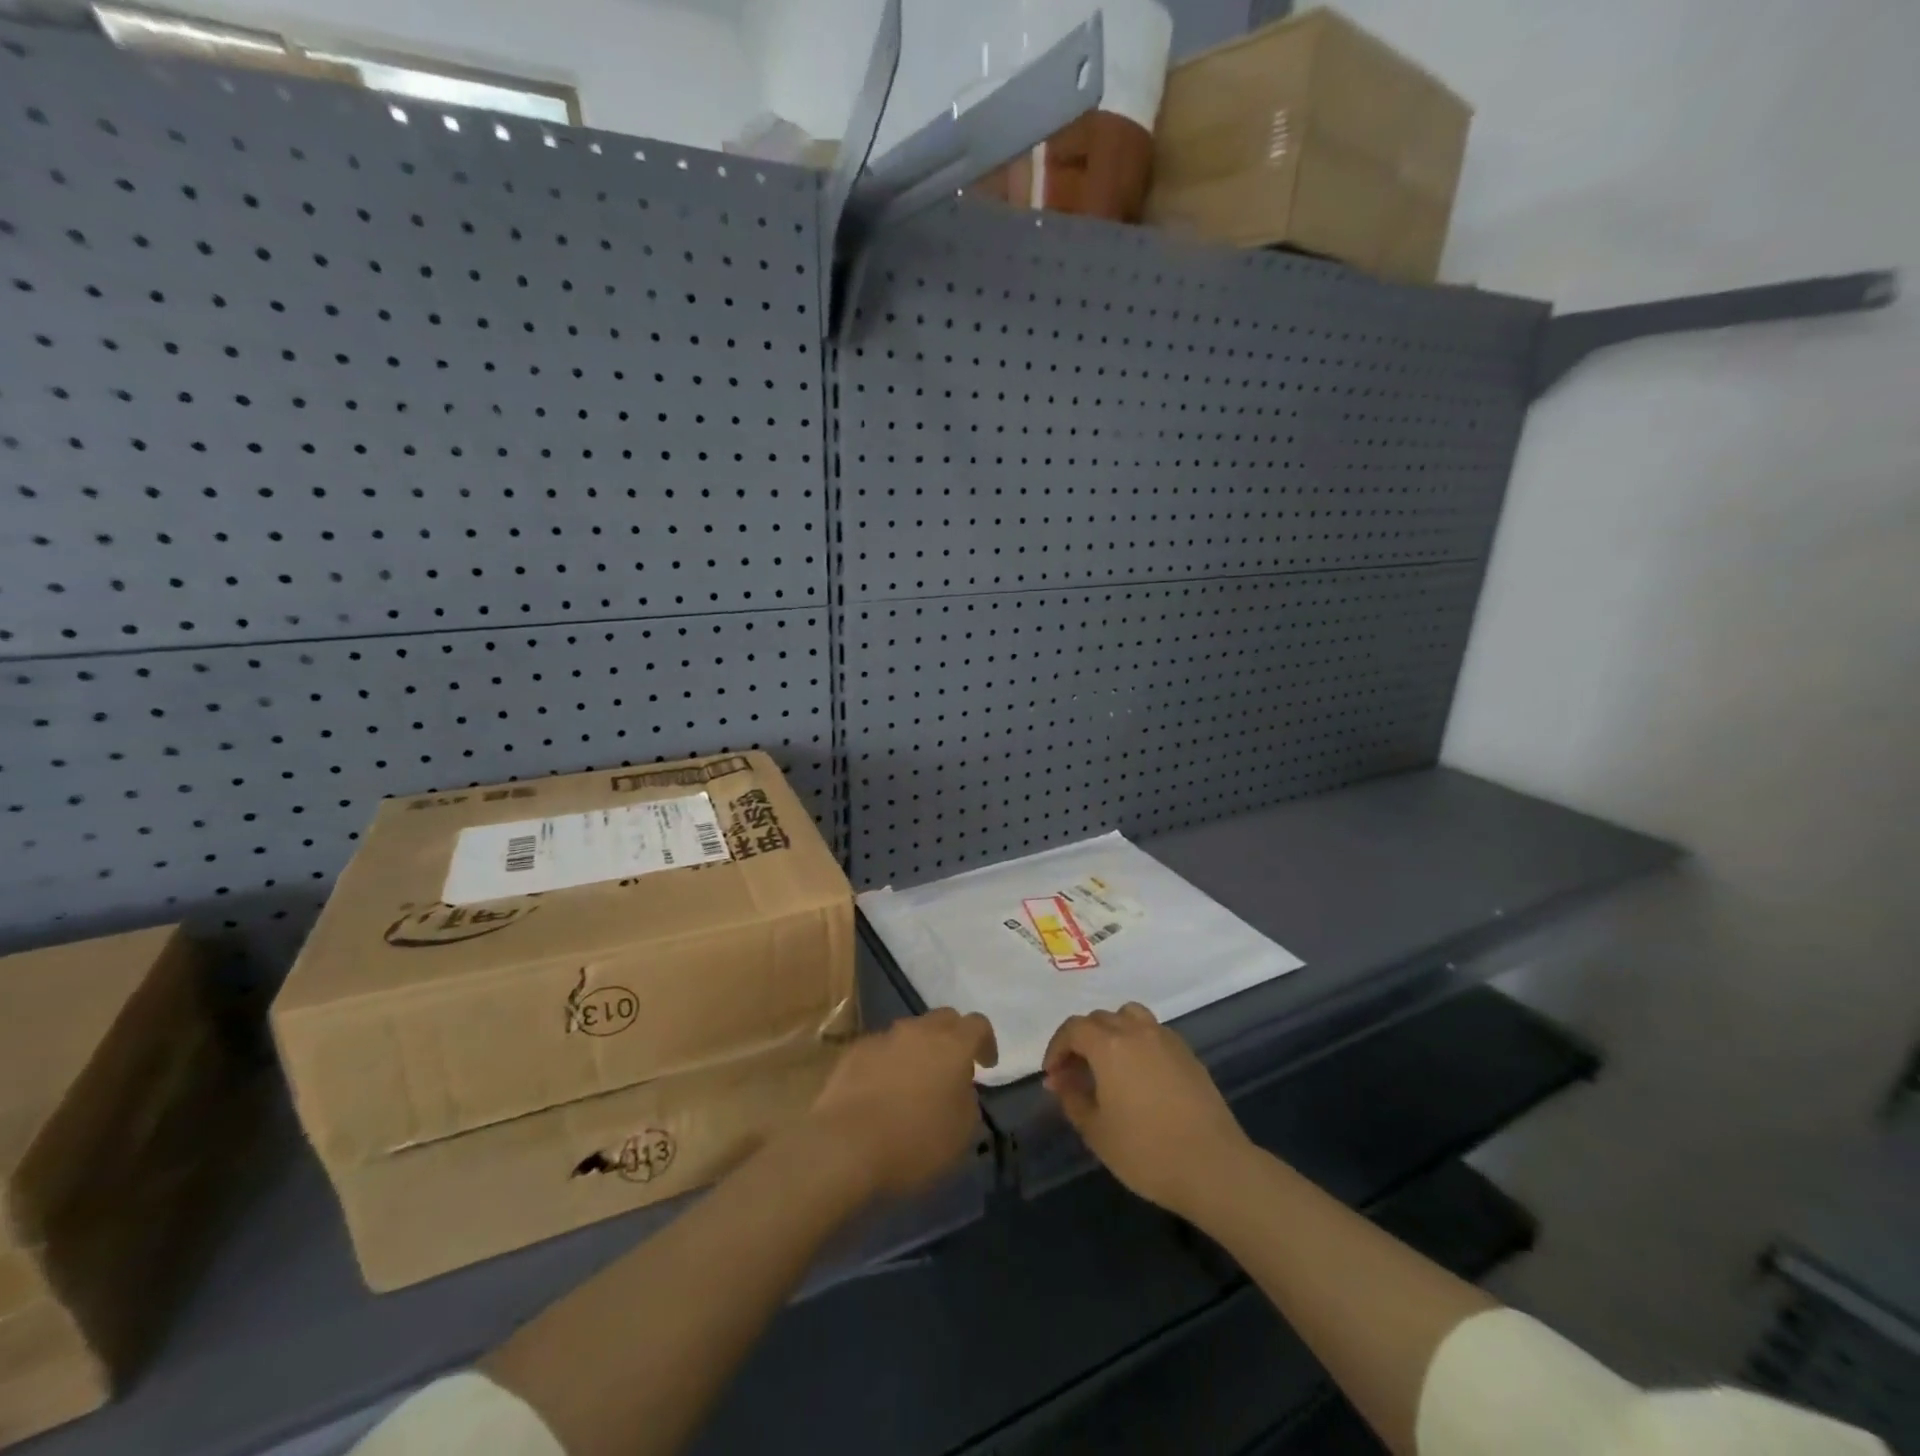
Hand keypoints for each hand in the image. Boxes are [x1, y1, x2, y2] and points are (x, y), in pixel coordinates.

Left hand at [805, 1008, 996, 1198]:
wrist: (845, 1146)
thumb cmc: (914, 1142)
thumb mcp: (962, 1133)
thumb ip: (968, 1101)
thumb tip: (959, 1088)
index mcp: (952, 1045)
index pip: (978, 1024)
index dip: (986, 1042)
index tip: (986, 1065)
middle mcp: (918, 1031)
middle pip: (943, 1019)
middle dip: (953, 1038)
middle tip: (953, 1068)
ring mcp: (883, 1037)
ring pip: (910, 1033)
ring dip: (918, 1051)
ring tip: (915, 1083)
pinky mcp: (854, 1052)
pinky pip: (881, 1050)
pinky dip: (889, 1063)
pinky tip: (883, 1092)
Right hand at [1043, 1003, 1249, 1217]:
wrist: (1213, 1166)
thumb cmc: (1146, 1151)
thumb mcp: (1096, 1131)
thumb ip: (1072, 1098)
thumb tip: (1061, 1079)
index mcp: (1109, 1044)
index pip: (1073, 1029)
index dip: (1057, 1048)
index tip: (1052, 1074)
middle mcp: (1136, 1030)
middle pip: (1100, 1019)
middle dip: (1081, 1041)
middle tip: (1074, 1074)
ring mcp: (1166, 1039)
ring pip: (1130, 1017)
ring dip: (1111, 1032)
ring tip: (1108, 1064)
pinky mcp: (1188, 1054)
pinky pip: (1153, 1033)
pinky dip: (1137, 1043)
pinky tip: (1138, 1076)